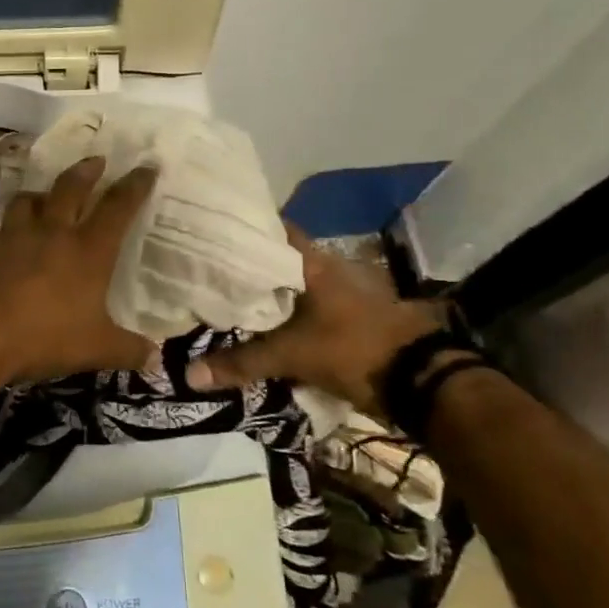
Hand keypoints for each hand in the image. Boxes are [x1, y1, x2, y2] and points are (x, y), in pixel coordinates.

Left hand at [0, 156, 158, 384]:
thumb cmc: (42, 337)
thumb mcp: (94, 350)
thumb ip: (127, 350)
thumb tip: (155, 359)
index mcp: (87, 250)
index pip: (118, 207)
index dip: (135, 185)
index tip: (146, 167)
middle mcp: (50, 232)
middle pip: (70, 188)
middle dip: (86, 171)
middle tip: (95, 161)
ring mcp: (10, 234)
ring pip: (26, 201)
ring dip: (38, 196)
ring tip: (42, 198)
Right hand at [187, 225, 445, 408]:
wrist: (419, 379)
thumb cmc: (353, 348)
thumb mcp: (292, 355)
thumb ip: (242, 362)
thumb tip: (189, 375)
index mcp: (311, 261)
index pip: (269, 229)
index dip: (239, 227)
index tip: (206, 231)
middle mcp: (324, 267)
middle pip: (275, 257)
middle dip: (244, 262)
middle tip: (203, 267)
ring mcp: (337, 291)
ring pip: (288, 283)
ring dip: (263, 290)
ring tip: (222, 294)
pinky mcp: (343, 316)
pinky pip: (300, 306)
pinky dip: (280, 312)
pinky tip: (255, 323)